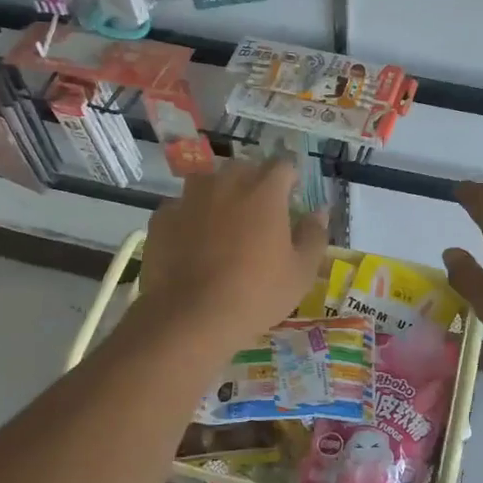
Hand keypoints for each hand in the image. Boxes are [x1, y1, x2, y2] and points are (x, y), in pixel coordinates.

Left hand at [136, 159, 329, 355]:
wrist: (190, 317)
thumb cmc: (256, 294)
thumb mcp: (301, 272)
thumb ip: (314, 235)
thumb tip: (320, 211)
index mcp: (265, 191)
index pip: (283, 166)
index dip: (289, 180)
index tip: (291, 199)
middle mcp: (226, 183)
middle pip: (244, 169)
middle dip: (253, 184)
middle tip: (258, 216)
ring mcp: (189, 198)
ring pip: (208, 184)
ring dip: (219, 196)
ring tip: (223, 226)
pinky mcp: (162, 217)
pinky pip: (181, 208)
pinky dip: (190, 218)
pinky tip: (192, 245)